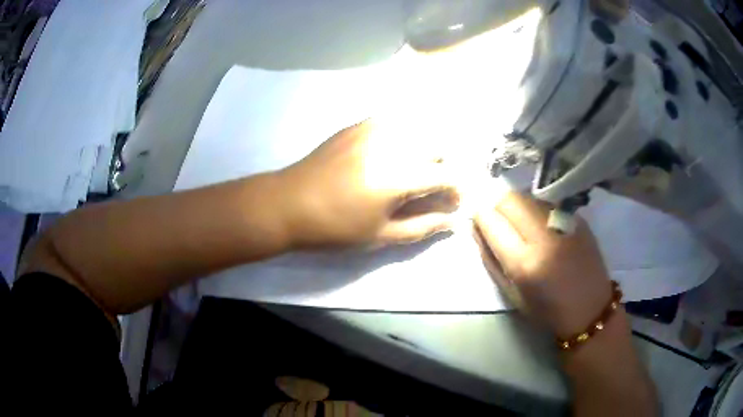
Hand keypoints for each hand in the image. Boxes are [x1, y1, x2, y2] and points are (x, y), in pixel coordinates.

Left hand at [278, 120, 458, 247]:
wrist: (290, 203)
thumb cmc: (335, 227)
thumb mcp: (381, 235)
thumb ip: (422, 226)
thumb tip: (453, 221)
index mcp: (399, 176)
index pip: (447, 175)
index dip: (455, 189)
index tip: (451, 201)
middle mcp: (393, 144)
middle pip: (438, 146)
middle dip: (443, 166)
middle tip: (432, 186)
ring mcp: (374, 128)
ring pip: (418, 129)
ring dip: (426, 148)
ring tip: (416, 168)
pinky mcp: (359, 124)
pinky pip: (394, 121)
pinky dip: (405, 134)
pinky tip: (395, 150)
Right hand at [474, 192, 612, 337]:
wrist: (591, 309)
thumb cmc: (547, 311)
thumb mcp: (511, 294)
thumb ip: (490, 259)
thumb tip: (476, 228)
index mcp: (524, 263)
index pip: (492, 221)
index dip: (480, 217)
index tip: (479, 220)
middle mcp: (544, 237)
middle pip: (510, 199)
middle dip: (497, 206)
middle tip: (498, 221)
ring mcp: (564, 223)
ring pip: (528, 196)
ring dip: (517, 206)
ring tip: (520, 224)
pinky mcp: (578, 218)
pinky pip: (546, 203)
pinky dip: (535, 209)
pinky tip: (541, 226)